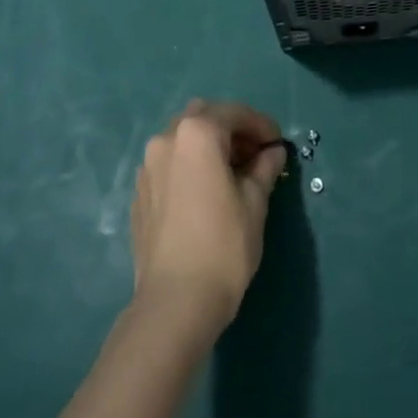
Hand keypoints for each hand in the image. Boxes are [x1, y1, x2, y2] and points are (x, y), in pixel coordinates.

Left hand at [129, 100, 286, 329]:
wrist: (174, 304)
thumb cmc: (223, 246)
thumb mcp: (255, 203)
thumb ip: (264, 168)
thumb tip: (272, 152)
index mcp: (197, 133)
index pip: (235, 114)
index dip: (261, 125)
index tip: (278, 143)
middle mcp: (167, 138)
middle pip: (204, 117)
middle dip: (231, 128)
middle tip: (255, 153)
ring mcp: (148, 166)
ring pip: (183, 138)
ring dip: (208, 145)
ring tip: (231, 173)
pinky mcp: (140, 193)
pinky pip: (169, 163)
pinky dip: (190, 165)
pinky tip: (205, 191)